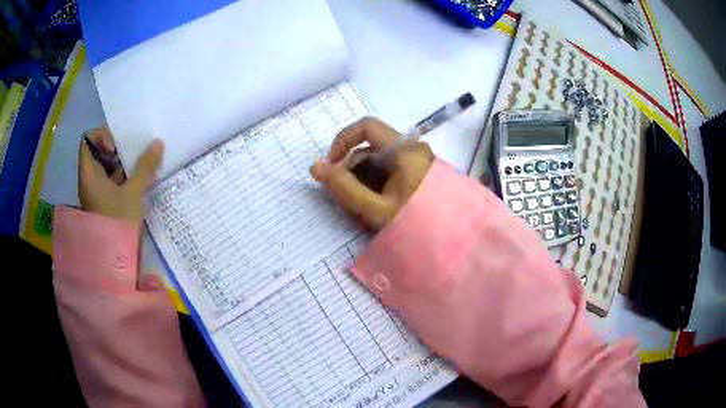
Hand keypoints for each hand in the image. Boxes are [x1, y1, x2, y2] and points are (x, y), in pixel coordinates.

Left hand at [78, 127, 163, 222]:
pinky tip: (138, 182)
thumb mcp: (133, 194)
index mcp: (89, 174)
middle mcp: (90, 180)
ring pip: (107, 167)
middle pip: (99, 151)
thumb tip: (158, 143)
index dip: (102, 136)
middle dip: (118, 149)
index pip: (88, 140)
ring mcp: (97, 192)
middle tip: (134, 155)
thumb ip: (145, 167)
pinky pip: (113, 181)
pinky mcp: (106, 202)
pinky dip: (125, 178)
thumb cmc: (118, 225)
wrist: (115, 264)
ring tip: (140, 168)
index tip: (117, 149)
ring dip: (124, 164)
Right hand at [310, 117, 433, 228]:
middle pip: (370, 148)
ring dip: (361, 181)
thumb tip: (316, 167)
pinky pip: (388, 172)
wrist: (451, 244)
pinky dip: (375, 186)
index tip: (332, 167)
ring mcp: (415, 162)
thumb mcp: (376, 208)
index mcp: (405, 150)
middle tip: (346, 199)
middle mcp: (411, 149)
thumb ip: (344, 188)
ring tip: (361, 209)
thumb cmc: (416, 224)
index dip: (343, 141)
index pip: (366, 127)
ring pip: (377, 162)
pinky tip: (373, 207)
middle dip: (351, 170)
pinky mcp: (416, 175)